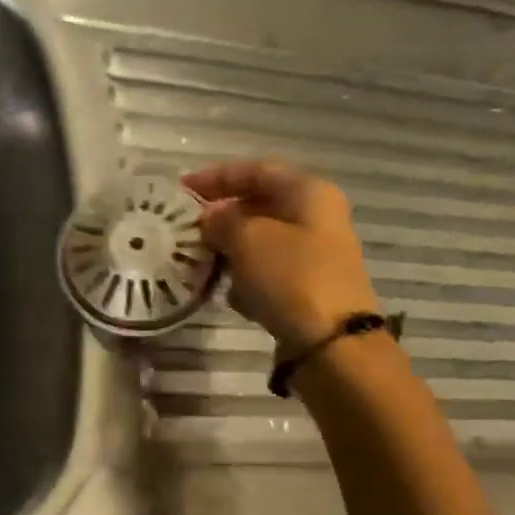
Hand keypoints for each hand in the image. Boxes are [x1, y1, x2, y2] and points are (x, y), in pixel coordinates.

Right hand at [183, 161, 380, 351]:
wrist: (332, 343)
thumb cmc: (290, 277)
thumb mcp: (247, 239)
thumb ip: (222, 220)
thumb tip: (210, 217)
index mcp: (308, 193)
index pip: (257, 170)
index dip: (217, 176)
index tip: (182, 189)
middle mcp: (316, 218)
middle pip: (260, 205)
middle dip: (221, 215)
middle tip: (187, 227)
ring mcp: (314, 254)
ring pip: (261, 241)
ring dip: (230, 249)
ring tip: (199, 261)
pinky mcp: (308, 288)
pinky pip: (268, 272)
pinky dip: (246, 278)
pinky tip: (229, 294)